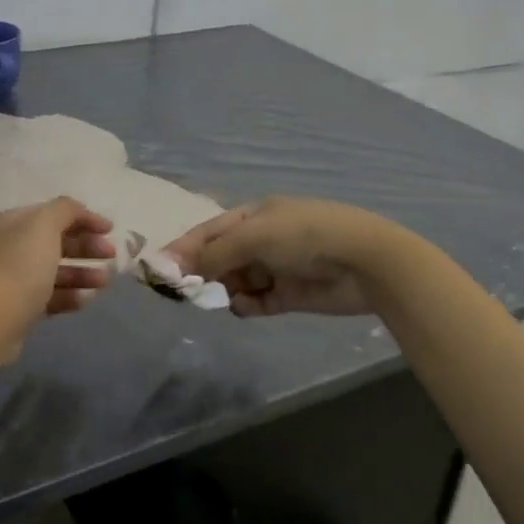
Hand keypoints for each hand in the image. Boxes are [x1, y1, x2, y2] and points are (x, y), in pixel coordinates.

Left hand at [0, 197, 114, 354]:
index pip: (55, 213)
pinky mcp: (20, 307)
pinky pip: (50, 296)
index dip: (84, 218)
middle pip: (57, 241)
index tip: (111, 230)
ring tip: (104, 282)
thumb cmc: (19, 269)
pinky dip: (70, 295)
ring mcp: (15, 278)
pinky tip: (86, 300)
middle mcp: (13, 246)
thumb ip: (66, 210)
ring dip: (83, 273)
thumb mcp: (44, 227)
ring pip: (56, 270)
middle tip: (111, 256)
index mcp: (16, 223)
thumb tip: (79, 212)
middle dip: (86, 247)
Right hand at [164, 197, 394, 316]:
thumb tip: (177, 268)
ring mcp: (276, 268)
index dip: (183, 248)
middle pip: (219, 258)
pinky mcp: (289, 295)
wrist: (365, 262)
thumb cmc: (305, 236)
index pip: (208, 231)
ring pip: (235, 281)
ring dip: (224, 290)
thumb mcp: (254, 236)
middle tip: (184, 291)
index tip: (158, 269)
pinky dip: (246, 305)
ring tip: (219, 298)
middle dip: (202, 273)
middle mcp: (261, 240)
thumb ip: (214, 253)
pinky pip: (256, 301)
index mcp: (252, 216)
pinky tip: (244, 307)